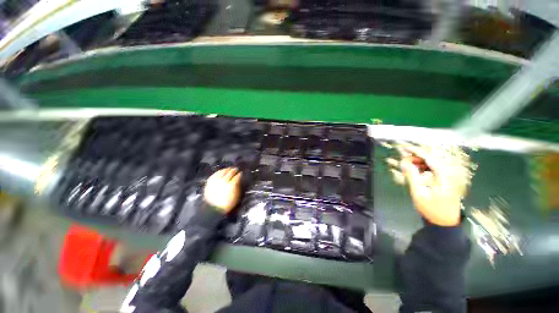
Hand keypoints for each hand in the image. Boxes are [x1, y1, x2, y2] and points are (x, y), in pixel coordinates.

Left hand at [204, 167, 242, 213]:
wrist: (214, 209)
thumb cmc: (228, 204)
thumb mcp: (236, 195)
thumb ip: (238, 186)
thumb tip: (238, 180)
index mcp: (231, 185)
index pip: (237, 176)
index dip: (240, 174)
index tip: (241, 173)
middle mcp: (223, 181)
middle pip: (230, 173)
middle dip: (234, 170)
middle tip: (236, 169)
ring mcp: (216, 181)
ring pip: (222, 172)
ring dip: (227, 169)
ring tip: (229, 168)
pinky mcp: (210, 182)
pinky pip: (215, 174)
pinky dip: (219, 172)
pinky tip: (221, 171)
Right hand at [397, 144, 471, 226]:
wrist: (445, 222)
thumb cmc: (432, 208)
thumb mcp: (418, 193)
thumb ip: (411, 176)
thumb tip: (404, 162)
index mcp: (444, 175)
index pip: (429, 157)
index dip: (416, 151)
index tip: (404, 148)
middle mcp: (449, 173)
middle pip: (432, 158)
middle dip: (416, 156)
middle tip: (403, 159)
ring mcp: (449, 176)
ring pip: (433, 162)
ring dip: (420, 162)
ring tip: (408, 165)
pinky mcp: (447, 179)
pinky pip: (434, 168)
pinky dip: (424, 167)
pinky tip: (417, 171)